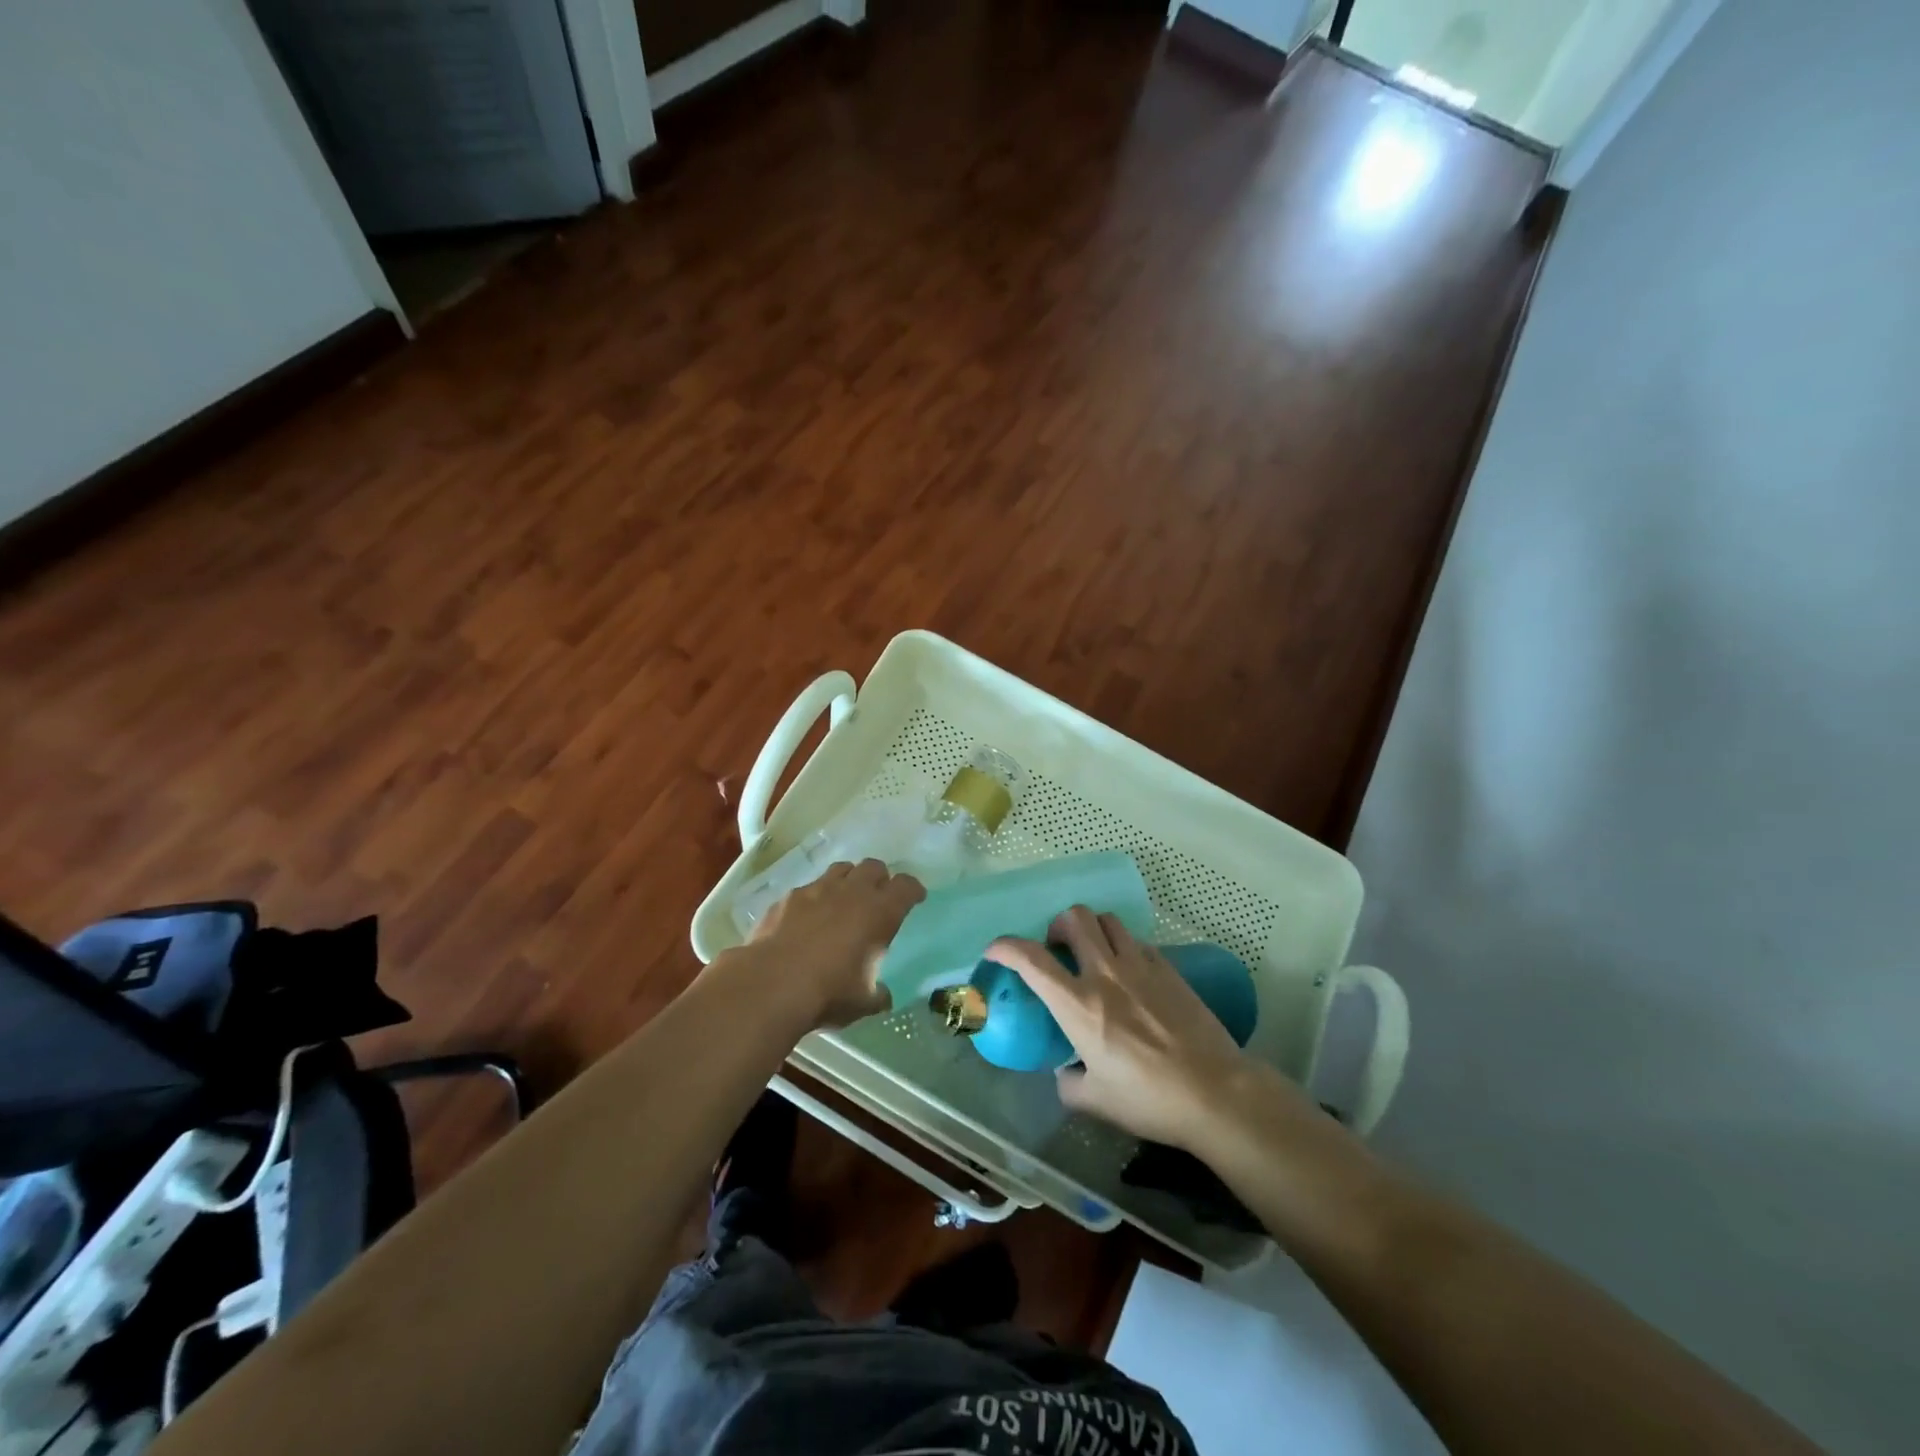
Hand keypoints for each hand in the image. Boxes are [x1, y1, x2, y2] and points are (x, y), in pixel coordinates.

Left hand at [747, 859, 925, 1027]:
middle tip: (878, 897)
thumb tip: (883, 996)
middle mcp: (852, 892)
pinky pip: (809, 887)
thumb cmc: (828, 993)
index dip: (913, 890)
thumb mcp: (863, 1002)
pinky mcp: (788, 897)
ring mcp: (817, 889)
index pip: (906, 886)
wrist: (771, 984)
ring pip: (841, 869)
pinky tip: (808, 916)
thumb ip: (877, 994)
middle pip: (874, 867)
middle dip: (880, 879)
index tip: (915, 898)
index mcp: (880, 912)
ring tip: (845, 899)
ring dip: (848, 880)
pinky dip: (815, 897)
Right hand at [988, 908, 1261, 1152]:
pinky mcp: (1168, 969)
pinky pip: (1137, 941)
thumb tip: (1065, 1071)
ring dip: (1091, 930)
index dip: (1005, 946)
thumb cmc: (1148, 1099)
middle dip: (1057, 926)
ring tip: (1093, 953)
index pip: (1031, 959)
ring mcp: (1140, 966)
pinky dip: (1123, 947)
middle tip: (1057, 949)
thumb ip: (1068, 1081)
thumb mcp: (1095, 1101)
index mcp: (1078, 1005)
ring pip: (1107, 920)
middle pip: (1074, 918)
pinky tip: (1129, 973)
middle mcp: (1105, 974)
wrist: (1214, 1092)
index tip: (995, 950)